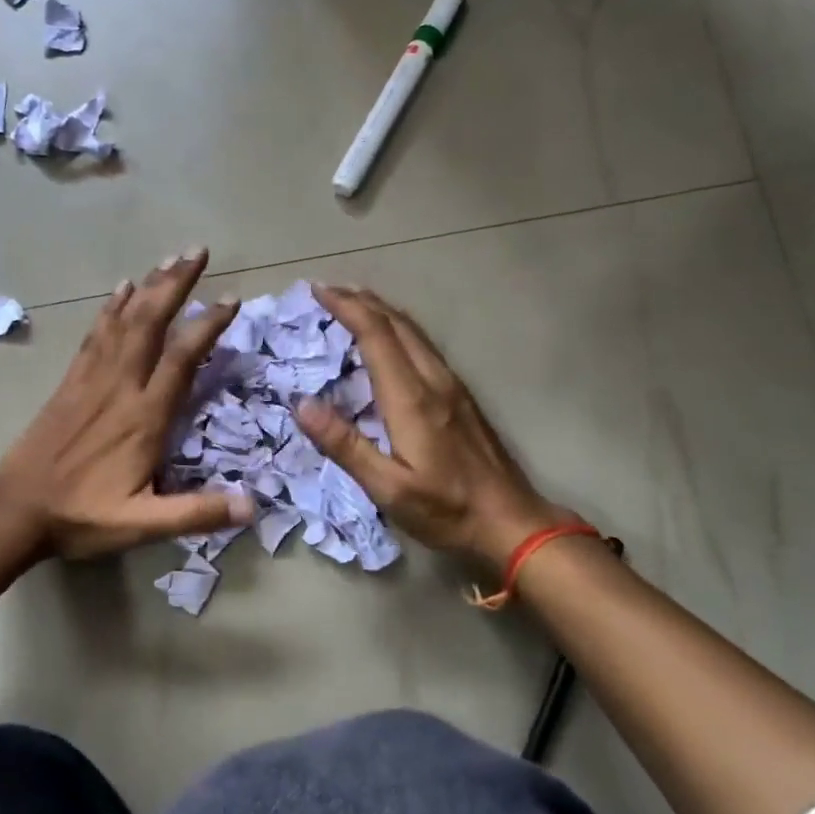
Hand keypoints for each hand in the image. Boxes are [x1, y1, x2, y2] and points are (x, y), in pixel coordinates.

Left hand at [0, 249, 254, 559]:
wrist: (15, 510)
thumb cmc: (81, 516)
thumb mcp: (142, 524)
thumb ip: (196, 513)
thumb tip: (252, 505)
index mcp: (143, 417)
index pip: (181, 359)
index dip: (207, 326)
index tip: (231, 299)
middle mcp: (120, 387)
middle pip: (151, 322)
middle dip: (176, 283)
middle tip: (198, 251)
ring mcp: (91, 380)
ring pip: (124, 321)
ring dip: (149, 286)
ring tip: (170, 258)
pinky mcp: (70, 382)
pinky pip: (95, 335)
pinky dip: (111, 308)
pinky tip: (122, 289)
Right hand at [294, 285, 566, 571]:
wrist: (512, 522)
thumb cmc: (446, 510)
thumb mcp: (388, 488)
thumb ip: (345, 445)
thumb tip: (302, 404)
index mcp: (412, 398)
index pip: (376, 335)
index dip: (346, 308)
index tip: (317, 291)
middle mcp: (434, 380)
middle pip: (397, 323)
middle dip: (361, 300)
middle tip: (327, 291)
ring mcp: (452, 386)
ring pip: (414, 331)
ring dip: (381, 311)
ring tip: (353, 303)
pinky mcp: (461, 396)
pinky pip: (423, 346)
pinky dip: (397, 329)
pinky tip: (389, 340)